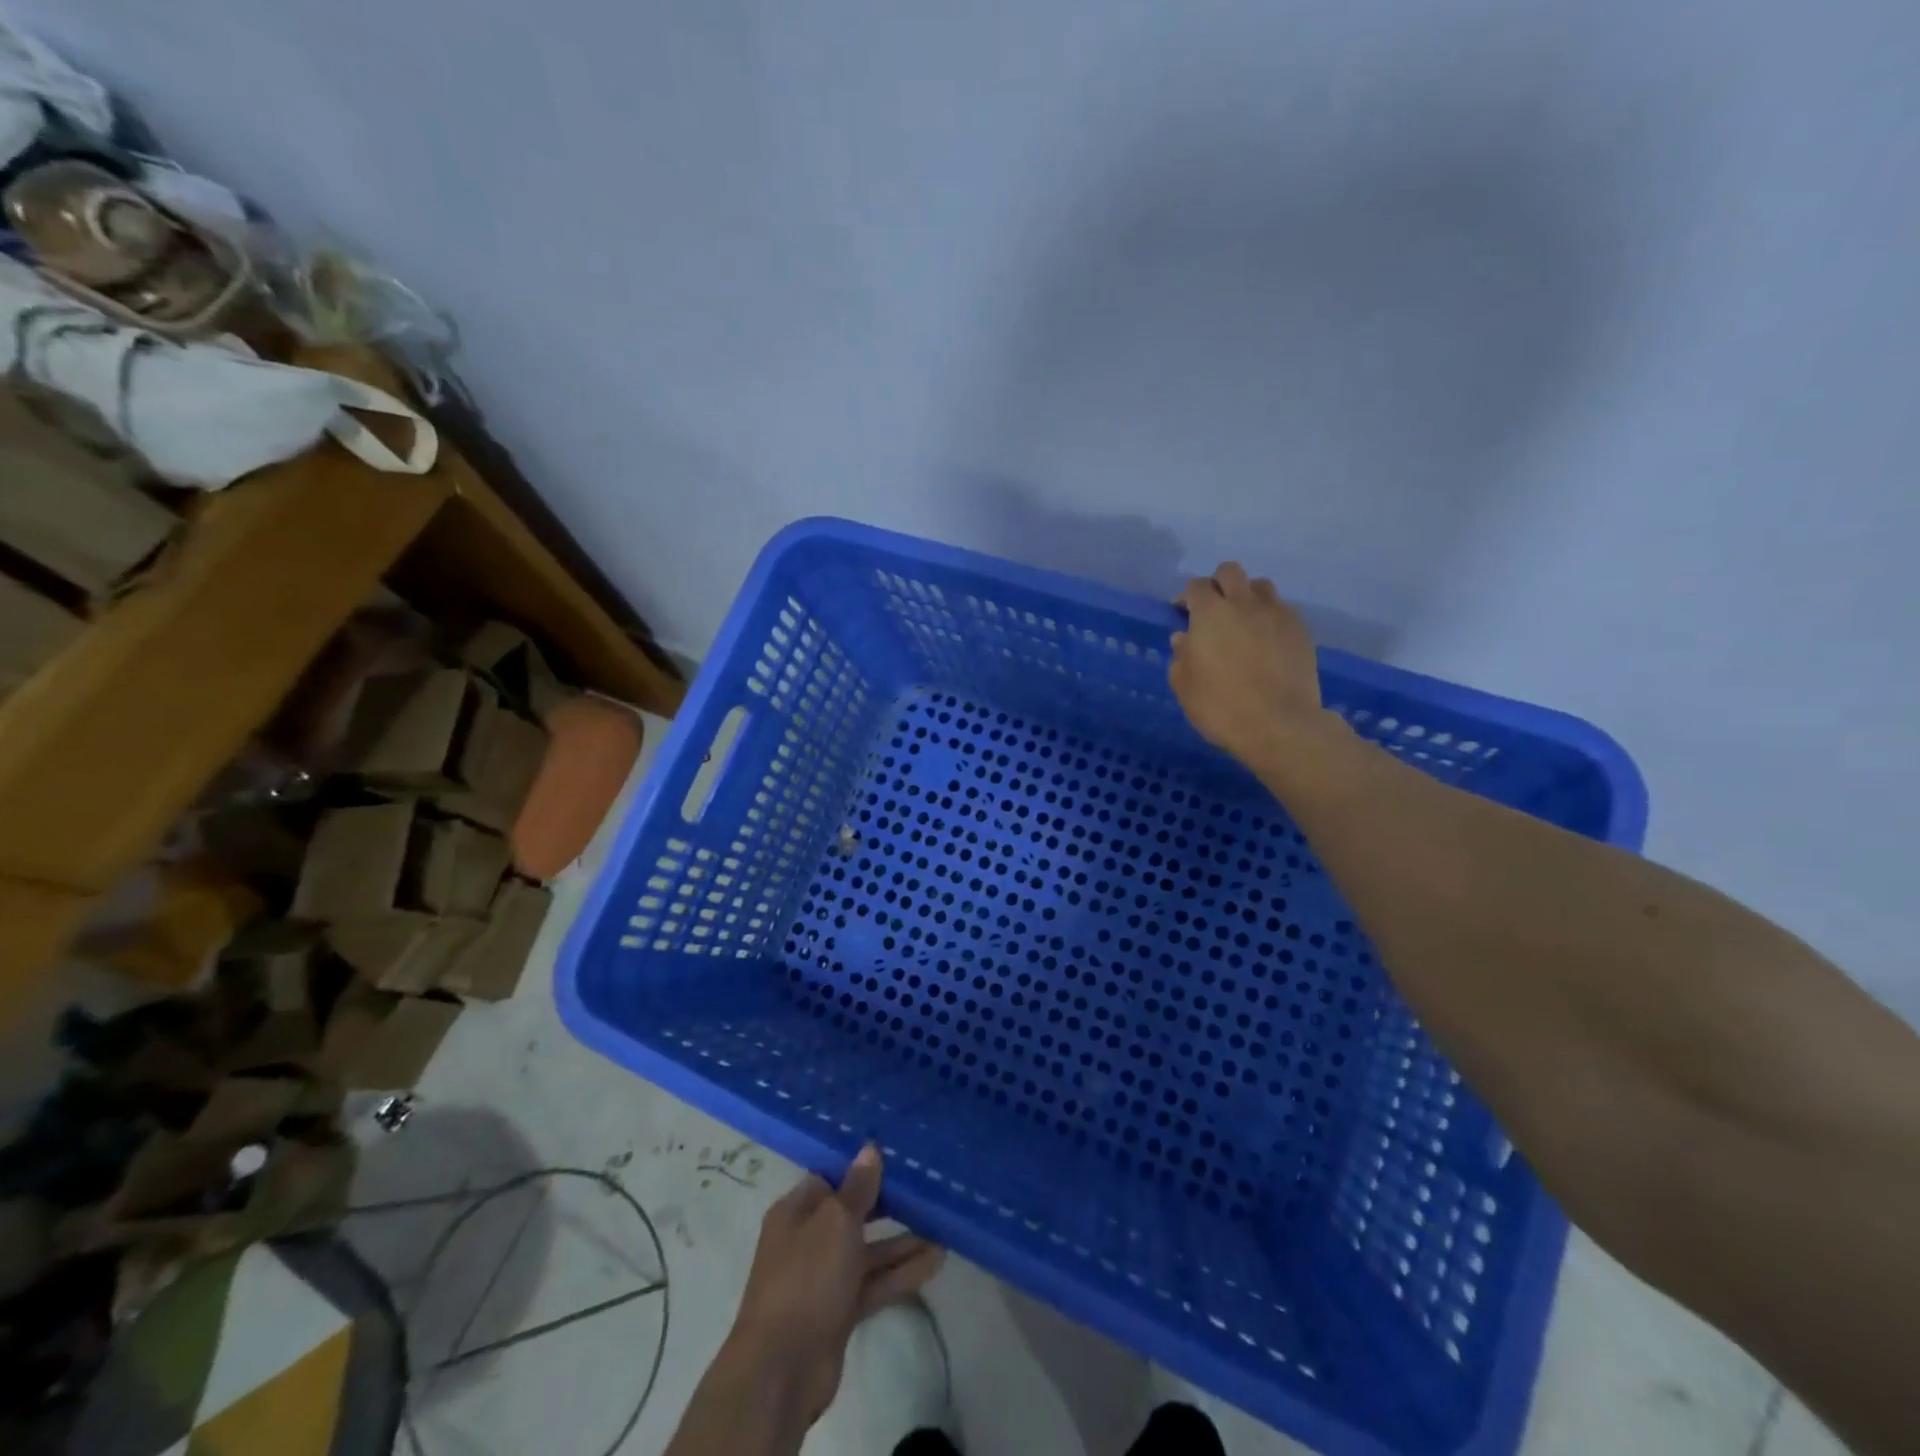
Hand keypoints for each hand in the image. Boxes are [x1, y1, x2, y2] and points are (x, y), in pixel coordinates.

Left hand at [724, 1146, 944, 1430]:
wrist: (782, 1370)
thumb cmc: (806, 1278)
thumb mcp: (835, 1222)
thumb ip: (858, 1187)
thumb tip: (870, 1149)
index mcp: (796, 1211)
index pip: (831, 1178)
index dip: (860, 1167)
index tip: (896, 1157)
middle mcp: (808, 1240)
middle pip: (853, 1214)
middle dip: (887, 1204)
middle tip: (926, 1188)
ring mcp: (824, 1278)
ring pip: (868, 1251)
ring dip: (902, 1241)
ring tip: (942, 1227)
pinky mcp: (840, 1312)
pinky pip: (875, 1283)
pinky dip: (901, 1273)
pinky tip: (936, 1261)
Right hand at [1171, 562, 1326, 766]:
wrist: (1280, 724)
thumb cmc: (1221, 707)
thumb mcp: (1185, 687)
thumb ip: (1181, 657)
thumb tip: (1184, 638)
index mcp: (1210, 614)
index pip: (1195, 586)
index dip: (1186, 597)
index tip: (1182, 614)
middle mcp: (1244, 604)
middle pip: (1230, 572)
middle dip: (1218, 584)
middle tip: (1213, 610)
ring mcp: (1277, 614)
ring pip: (1260, 585)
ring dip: (1247, 595)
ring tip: (1243, 620)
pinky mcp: (1301, 630)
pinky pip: (1282, 609)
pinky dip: (1270, 616)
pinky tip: (1266, 639)